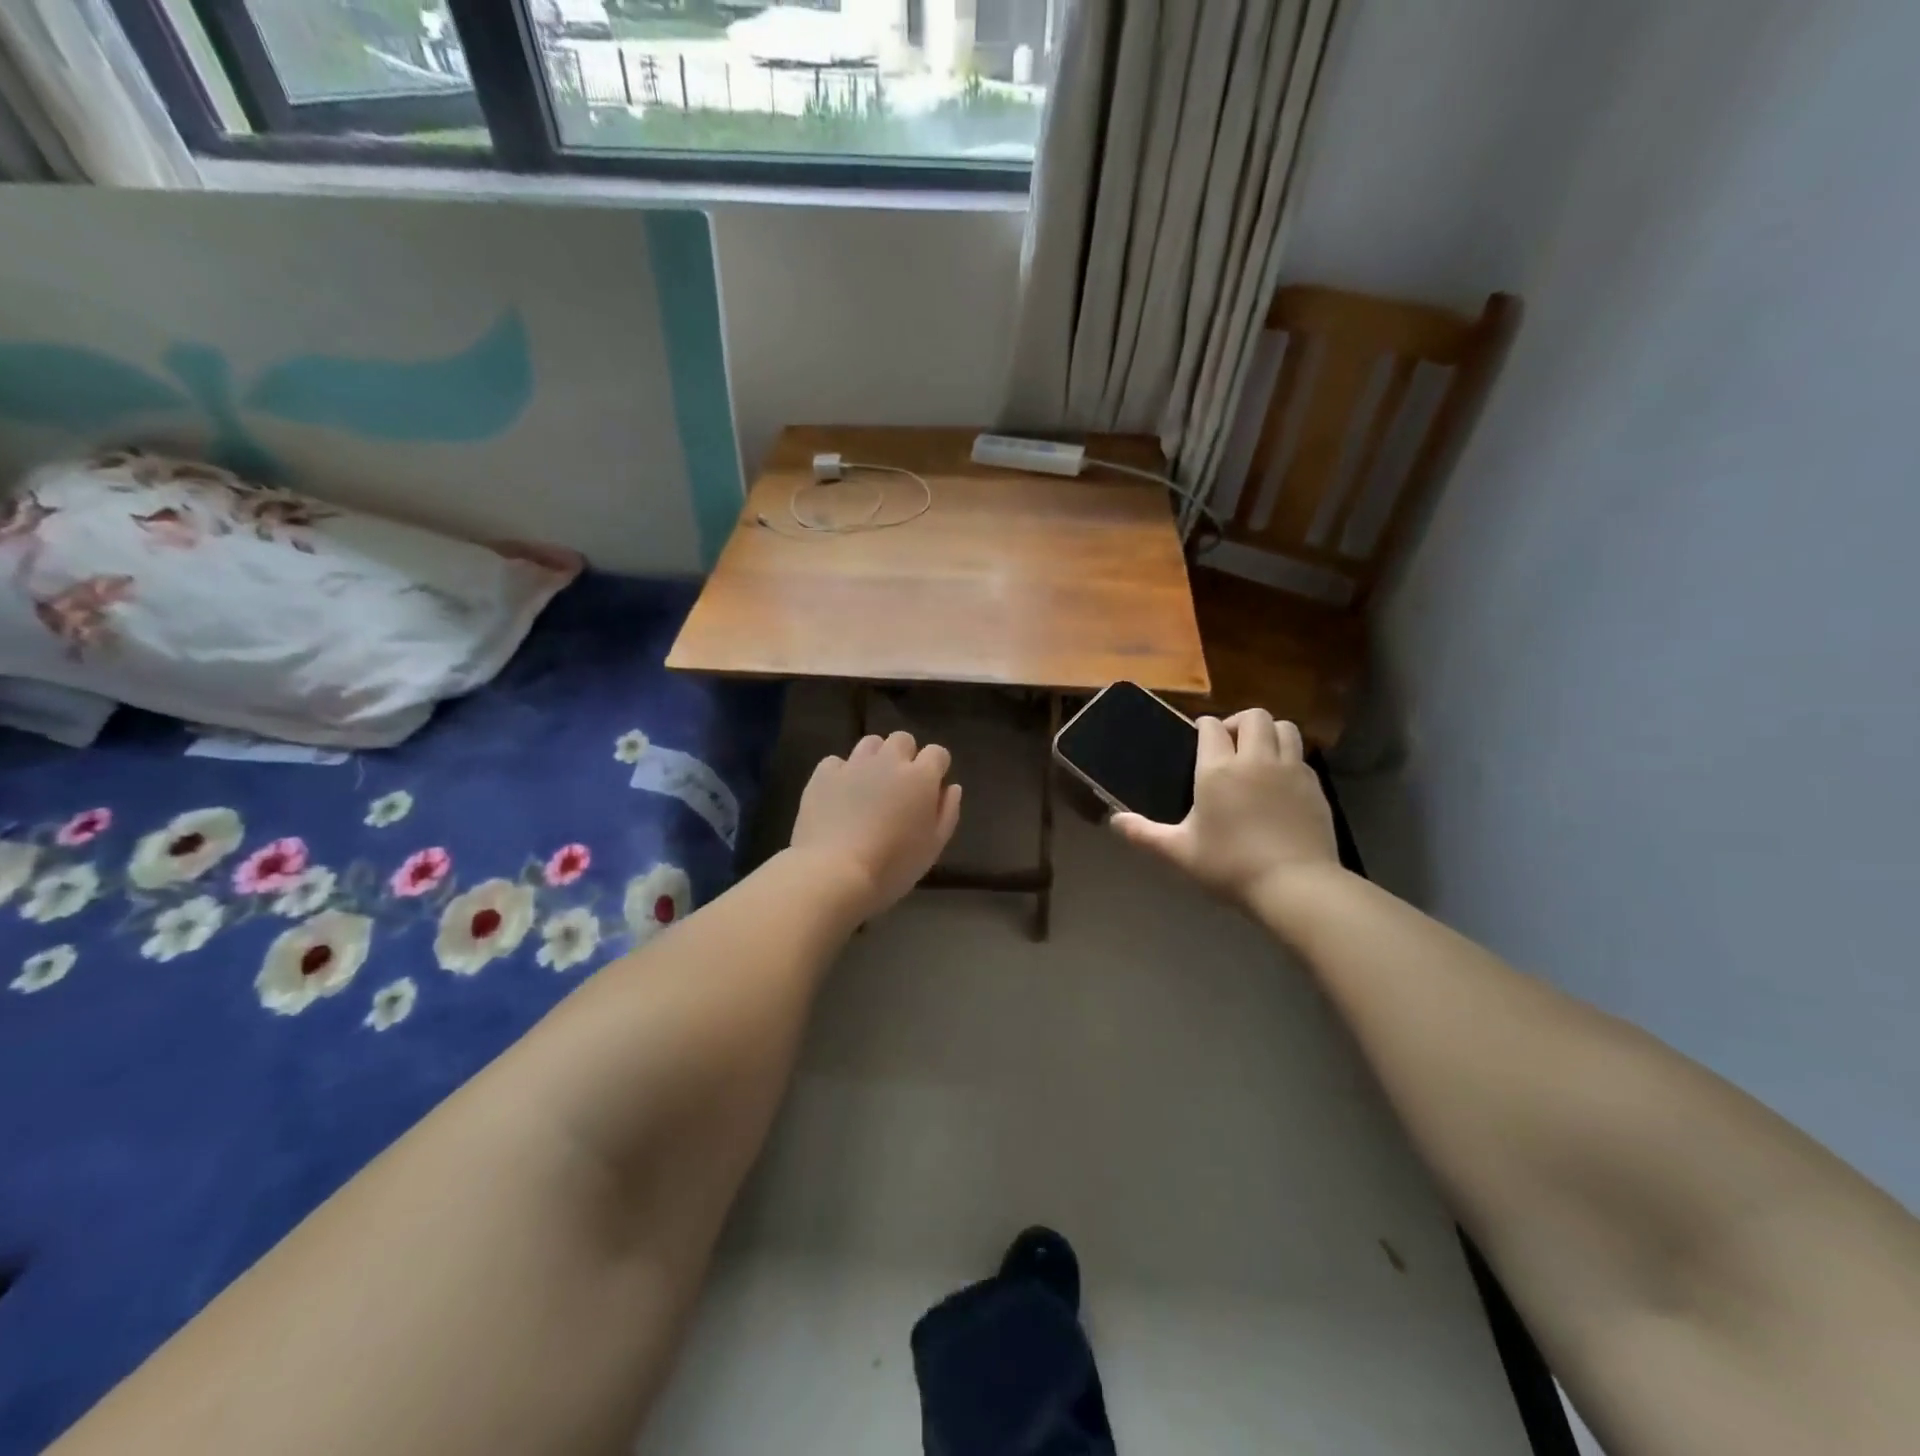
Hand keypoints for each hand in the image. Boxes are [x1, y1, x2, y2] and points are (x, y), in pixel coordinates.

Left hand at [791, 732, 962, 920]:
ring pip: (870, 743)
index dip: (936, 767)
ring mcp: (853, 764)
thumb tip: (951, 787)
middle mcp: (889, 761)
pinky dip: (841, 773)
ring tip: (869, 786)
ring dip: (875, 758)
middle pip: (902, 740)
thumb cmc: (893, 866)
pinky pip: (836, 761)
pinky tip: (839, 795)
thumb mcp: (933, 847)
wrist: (835, 873)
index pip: (937, 753)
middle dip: (905, 756)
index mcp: (921, 777)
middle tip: (899, 786)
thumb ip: (947, 812)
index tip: (931, 787)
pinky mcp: (823, 774)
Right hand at [1111, 709, 1337, 905]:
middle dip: (1238, 722)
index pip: (1212, 727)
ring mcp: (1290, 769)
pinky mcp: (1314, 785)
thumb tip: (1114, 821)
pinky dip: (1288, 757)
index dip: (1204, 726)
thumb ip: (1145, 834)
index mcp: (1218, 770)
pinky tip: (1279, 781)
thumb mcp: (1180, 853)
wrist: (1295, 885)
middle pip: (1253, 716)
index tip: (1198, 737)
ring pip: (1284, 727)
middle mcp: (1255, 759)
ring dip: (1268, 732)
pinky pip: (1300, 755)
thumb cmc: (1230, 865)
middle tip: (1228, 744)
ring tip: (1257, 753)